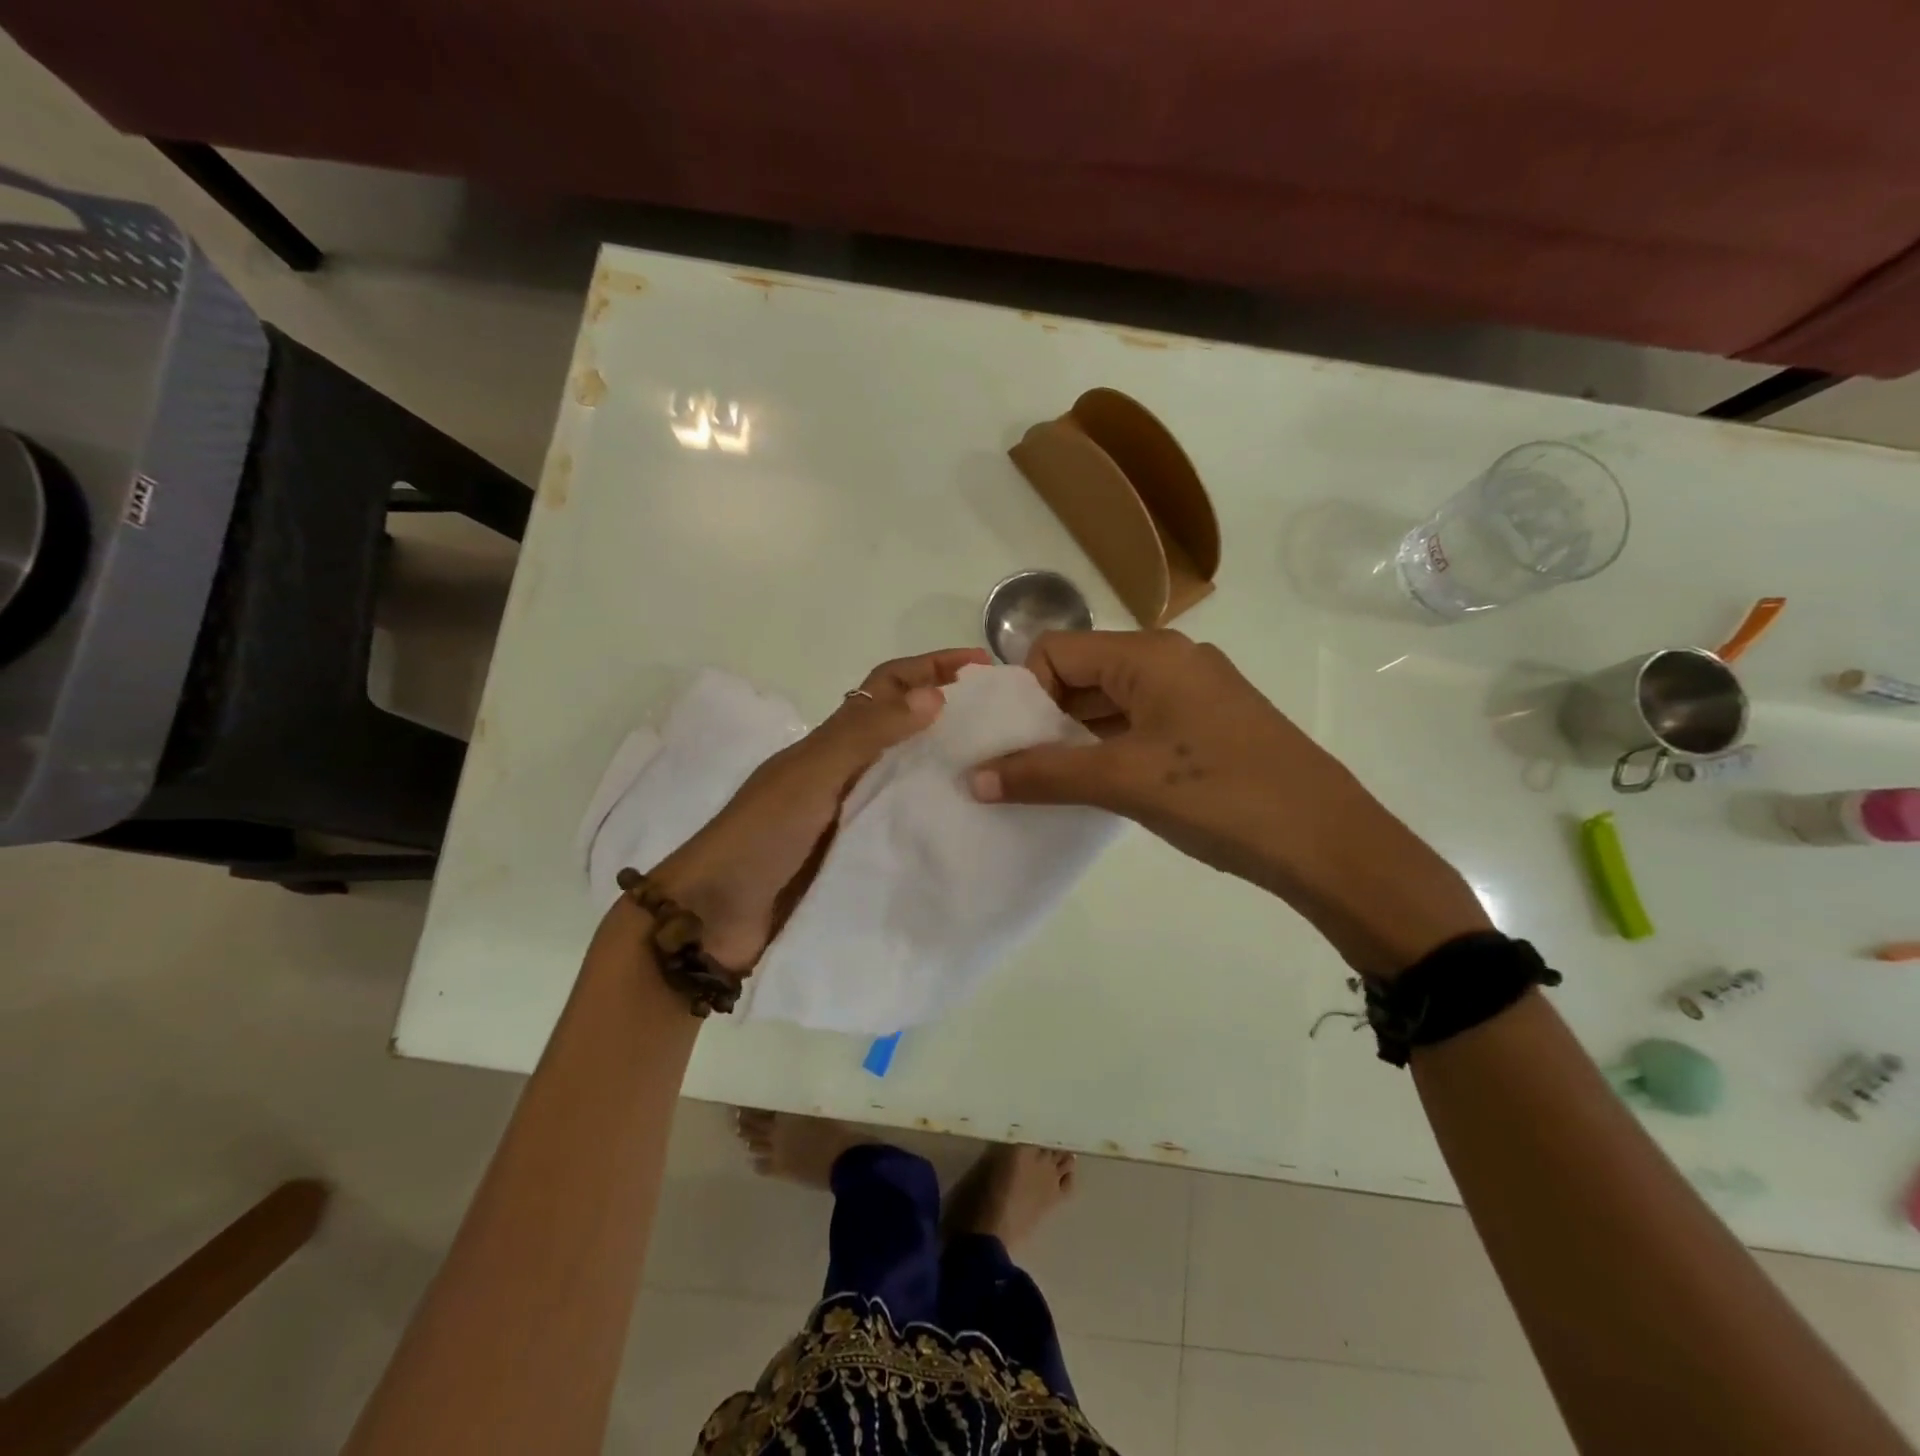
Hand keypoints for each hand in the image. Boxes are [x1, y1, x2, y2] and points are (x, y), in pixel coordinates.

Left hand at [649, 648, 989, 969]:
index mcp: (833, 742)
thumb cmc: (760, 836)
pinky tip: (973, 832)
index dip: (931, 667)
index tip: (983, 668)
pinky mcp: (860, 858)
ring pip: (911, 780)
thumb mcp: (811, 776)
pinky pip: (907, 828)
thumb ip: (865, 735)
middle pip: (906, 731)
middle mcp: (847, 772)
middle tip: (1011, 727)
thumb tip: (935, 695)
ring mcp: (853, 817)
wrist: (714, 919)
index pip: (888, 686)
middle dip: (953, 719)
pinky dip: (937, 822)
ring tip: (1006, 777)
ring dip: (951, 771)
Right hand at [968, 630, 1489, 976]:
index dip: (1024, 694)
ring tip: (1046, 783)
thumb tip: (974, 779)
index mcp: (1149, 654)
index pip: (1056, 651)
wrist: (1327, 842)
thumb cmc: (1219, 795)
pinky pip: (1139, 725)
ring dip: (1074, 737)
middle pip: (1082, 673)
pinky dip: (1107, 749)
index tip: (1009, 745)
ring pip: (1110, 702)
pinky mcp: (1207, 726)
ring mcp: (1193, 694)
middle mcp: (1170, 660)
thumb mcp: (1122, 781)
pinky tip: (1093, 787)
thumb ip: (1043, 774)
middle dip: (1043, 718)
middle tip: (1016, 768)